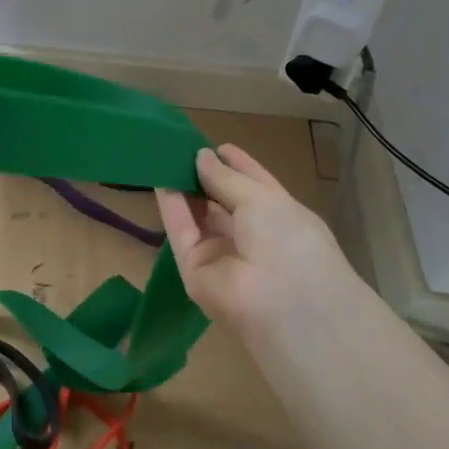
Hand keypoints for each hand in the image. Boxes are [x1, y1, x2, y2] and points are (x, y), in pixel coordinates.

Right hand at [157, 144, 351, 351]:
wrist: (284, 302)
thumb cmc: (288, 239)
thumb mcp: (261, 198)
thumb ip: (226, 178)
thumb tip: (202, 157)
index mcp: (279, 217)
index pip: (254, 186)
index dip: (236, 165)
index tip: (216, 146)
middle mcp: (251, 236)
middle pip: (222, 203)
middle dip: (204, 176)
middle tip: (181, 149)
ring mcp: (221, 255)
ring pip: (198, 217)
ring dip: (184, 189)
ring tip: (164, 158)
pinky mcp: (194, 269)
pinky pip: (181, 233)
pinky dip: (171, 208)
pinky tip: (159, 180)